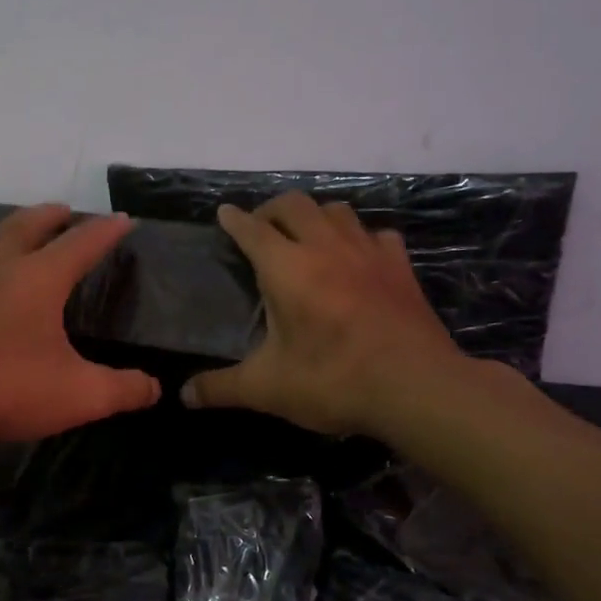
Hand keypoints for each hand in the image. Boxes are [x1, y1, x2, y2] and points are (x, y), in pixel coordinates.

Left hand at [0, 203, 160, 442]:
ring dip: (10, 227)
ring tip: (19, 229)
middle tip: (63, 210)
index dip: (105, 231)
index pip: (81, 244)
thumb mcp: (80, 395)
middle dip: (50, 216)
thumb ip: (123, 390)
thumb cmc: (8, 389)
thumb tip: (154, 388)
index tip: (123, 220)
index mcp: (39, 280)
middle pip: (27, 227)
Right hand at [181, 192, 471, 434]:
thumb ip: (221, 387)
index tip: (224, 213)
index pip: (253, 230)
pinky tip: (357, 257)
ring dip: (314, 215)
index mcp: (287, 268)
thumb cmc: (333, 380)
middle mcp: (325, 247)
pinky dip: (359, 237)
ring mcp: (367, 252)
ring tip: (306, 236)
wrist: (415, 387)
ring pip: (337, 210)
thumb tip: (184, 395)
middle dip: (271, 209)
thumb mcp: (267, 389)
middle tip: (260, 227)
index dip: (235, 220)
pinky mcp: (400, 266)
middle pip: (294, 205)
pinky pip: (376, 234)